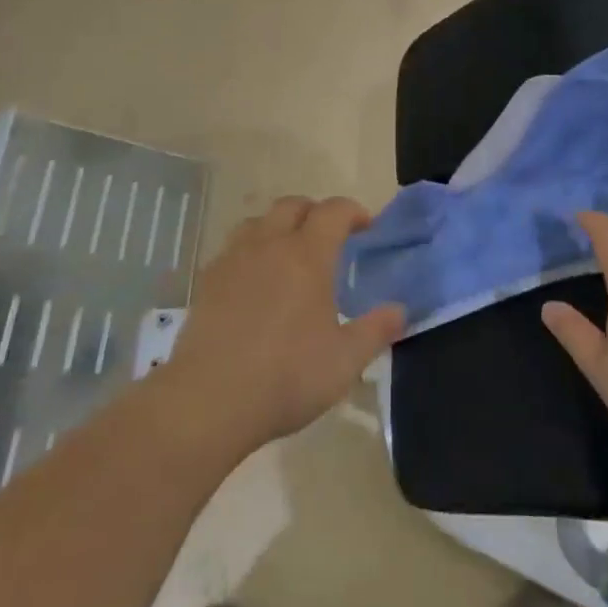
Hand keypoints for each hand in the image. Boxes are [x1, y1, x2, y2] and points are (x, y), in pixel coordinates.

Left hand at [165, 196, 404, 454]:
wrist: (208, 400)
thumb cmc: (286, 376)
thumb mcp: (345, 361)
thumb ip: (376, 330)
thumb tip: (400, 310)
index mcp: (307, 254)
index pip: (334, 211)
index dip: (354, 212)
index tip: (366, 227)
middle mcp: (270, 245)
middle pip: (292, 206)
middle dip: (315, 212)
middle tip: (329, 238)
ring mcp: (233, 260)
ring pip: (258, 222)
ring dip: (279, 227)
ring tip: (289, 254)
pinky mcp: (207, 282)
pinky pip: (233, 249)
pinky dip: (251, 251)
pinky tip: (255, 282)